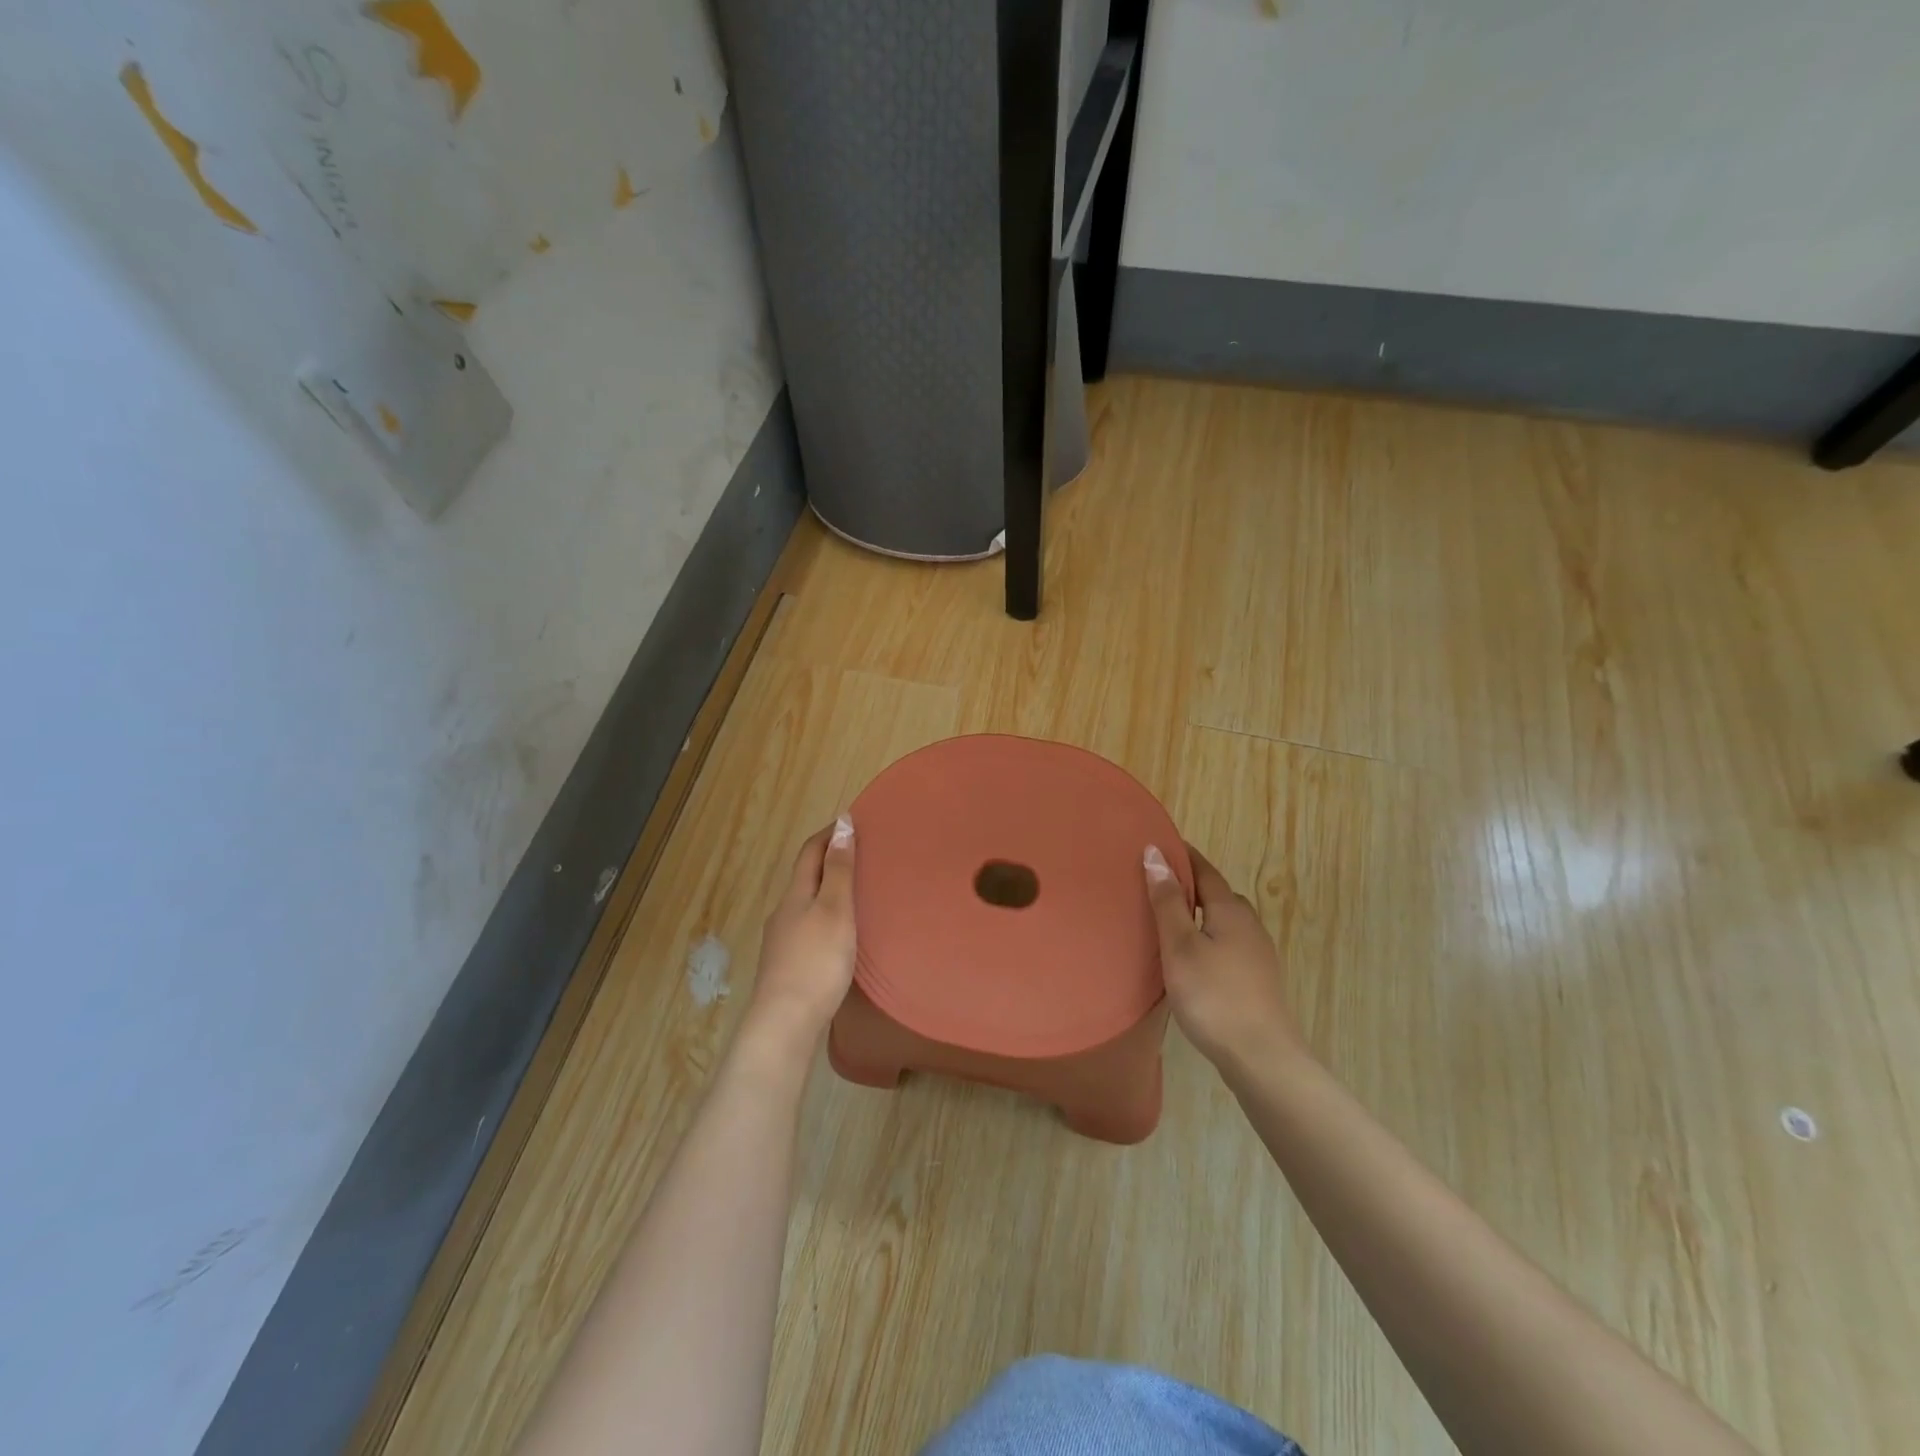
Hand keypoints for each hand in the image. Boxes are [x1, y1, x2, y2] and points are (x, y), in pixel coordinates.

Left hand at [743, 817, 857, 1055]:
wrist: (785, 1022)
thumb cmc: (816, 960)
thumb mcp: (835, 909)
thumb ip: (839, 869)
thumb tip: (841, 823)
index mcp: (795, 894)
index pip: (810, 852)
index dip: (828, 834)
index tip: (850, 821)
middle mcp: (783, 912)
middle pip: (805, 877)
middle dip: (828, 861)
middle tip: (859, 854)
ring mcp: (781, 941)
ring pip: (805, 904)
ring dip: (826, 891)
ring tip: (854, 894)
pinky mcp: (786, 966)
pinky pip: (807, 928)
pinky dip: (824, 918)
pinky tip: (837, 934)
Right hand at [1144, 842, 1303, 1072]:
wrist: (1261, 1057)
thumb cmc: (1213, 996)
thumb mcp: (1180, 946)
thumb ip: (1167, 901)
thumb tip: (1155, 853)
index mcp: (1230, 910)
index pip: (1204, 870)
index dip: (1182, 856)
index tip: (1158, 845)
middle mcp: (1249, 924)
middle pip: (1216, 895)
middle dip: (1189, 886)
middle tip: (1154, 886)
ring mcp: (1258, 954)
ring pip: (1223, 921)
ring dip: (1198, 915)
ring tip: (1167, 922)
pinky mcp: (1258, 979)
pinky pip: (1228, 944)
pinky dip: (1207, 938)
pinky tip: (1192, 958)